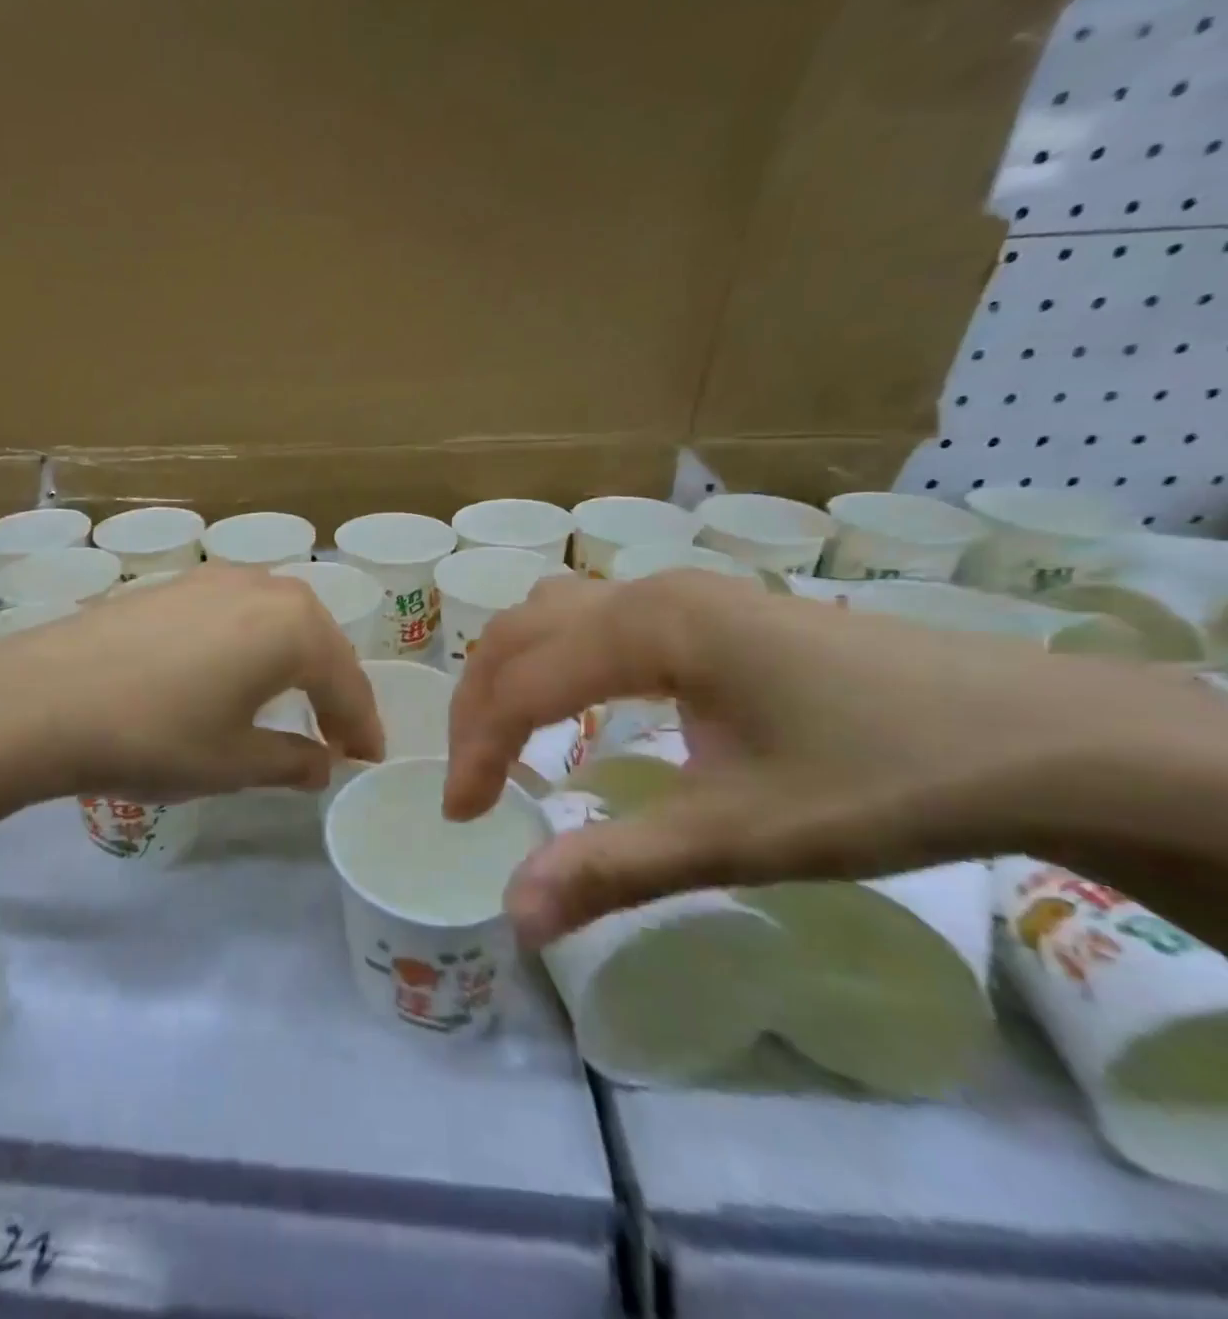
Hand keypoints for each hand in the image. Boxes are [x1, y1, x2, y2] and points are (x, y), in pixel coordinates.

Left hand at [0, 563, 382, 802]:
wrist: (45, 697)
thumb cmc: (157, 735)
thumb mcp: (234, 764)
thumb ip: (292, 762)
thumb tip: (322, 764)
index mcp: (295, 627)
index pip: (348, 683)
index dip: (362, 727)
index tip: (367, 759)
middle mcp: (264, 587)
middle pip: (320, 641)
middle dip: (334, 689)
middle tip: (336, 735)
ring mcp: (215, 578)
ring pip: (279, 620)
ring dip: (296, 661)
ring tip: (292, 701)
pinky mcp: (175, 583)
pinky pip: (238, 612)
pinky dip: (254, 643)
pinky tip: (235, 671)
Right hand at [445, 571, 1227, 944]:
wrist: (1044, 737)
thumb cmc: (882, 779)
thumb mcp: (740, 836)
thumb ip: (615, 869)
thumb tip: (514, 917)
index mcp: (648, 626)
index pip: (519, 683)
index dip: (477, 751)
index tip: (464, 818)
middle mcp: (648, 590)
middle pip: (519, 634)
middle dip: (478, 707)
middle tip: (473, 782)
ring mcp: (681, 591)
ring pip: (552, 615)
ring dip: (511, 673)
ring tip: (507, 738)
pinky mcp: (709, 609)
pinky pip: (594, 619)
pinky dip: (555, 659)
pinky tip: (578, 701)